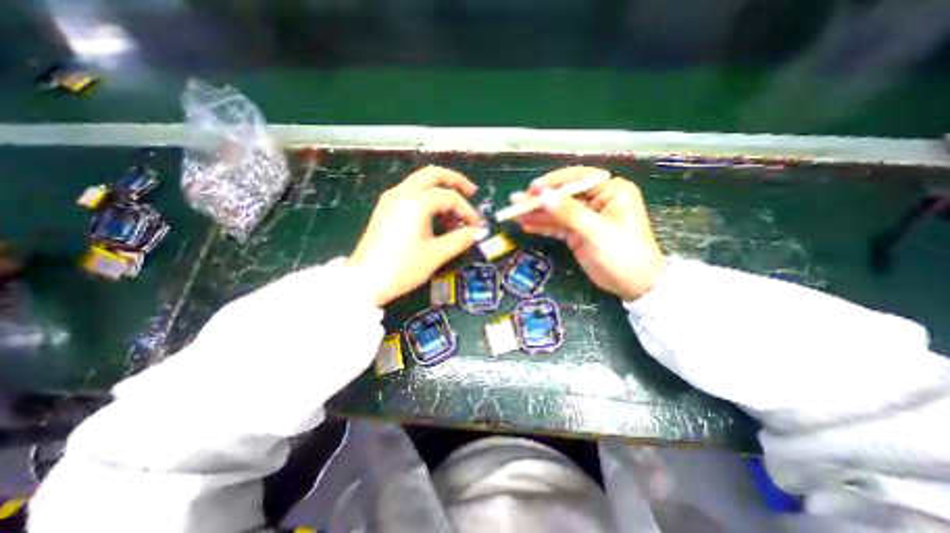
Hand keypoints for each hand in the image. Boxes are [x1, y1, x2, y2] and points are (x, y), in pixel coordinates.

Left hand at [345, 166, 485, 306]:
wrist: (364, 282)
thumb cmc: (402, 268)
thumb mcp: (436, 254)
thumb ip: (460, 239)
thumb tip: (478, 232)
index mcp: (415, 202)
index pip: (449, 197)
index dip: (467, 211)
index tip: (476, 227)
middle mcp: (401, 193)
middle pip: (433, 174)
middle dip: (455, 181)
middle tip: (471, 193)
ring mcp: (390, 199)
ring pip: (421, 183)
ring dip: (440, 192)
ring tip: (453, 217)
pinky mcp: (385, 209)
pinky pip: (411, 193)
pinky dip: (427, 199)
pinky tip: (434, 218)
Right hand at [513, 167, 665, 300]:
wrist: (634, 285)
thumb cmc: (623, 253)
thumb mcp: (596, 231)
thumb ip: (569, 212)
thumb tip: (543, 195)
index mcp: (610, 191)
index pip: (578, 179)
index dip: (554, 183)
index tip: (532, 189)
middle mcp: (597, 200)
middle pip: (563, 196)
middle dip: (540, 200)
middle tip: (515, 202)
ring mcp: (585, 217)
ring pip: (557, 212)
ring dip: (537, 214)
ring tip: (515, 215)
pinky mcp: (577, 233)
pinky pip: (557, 226)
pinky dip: (543, 227)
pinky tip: (527, 226)